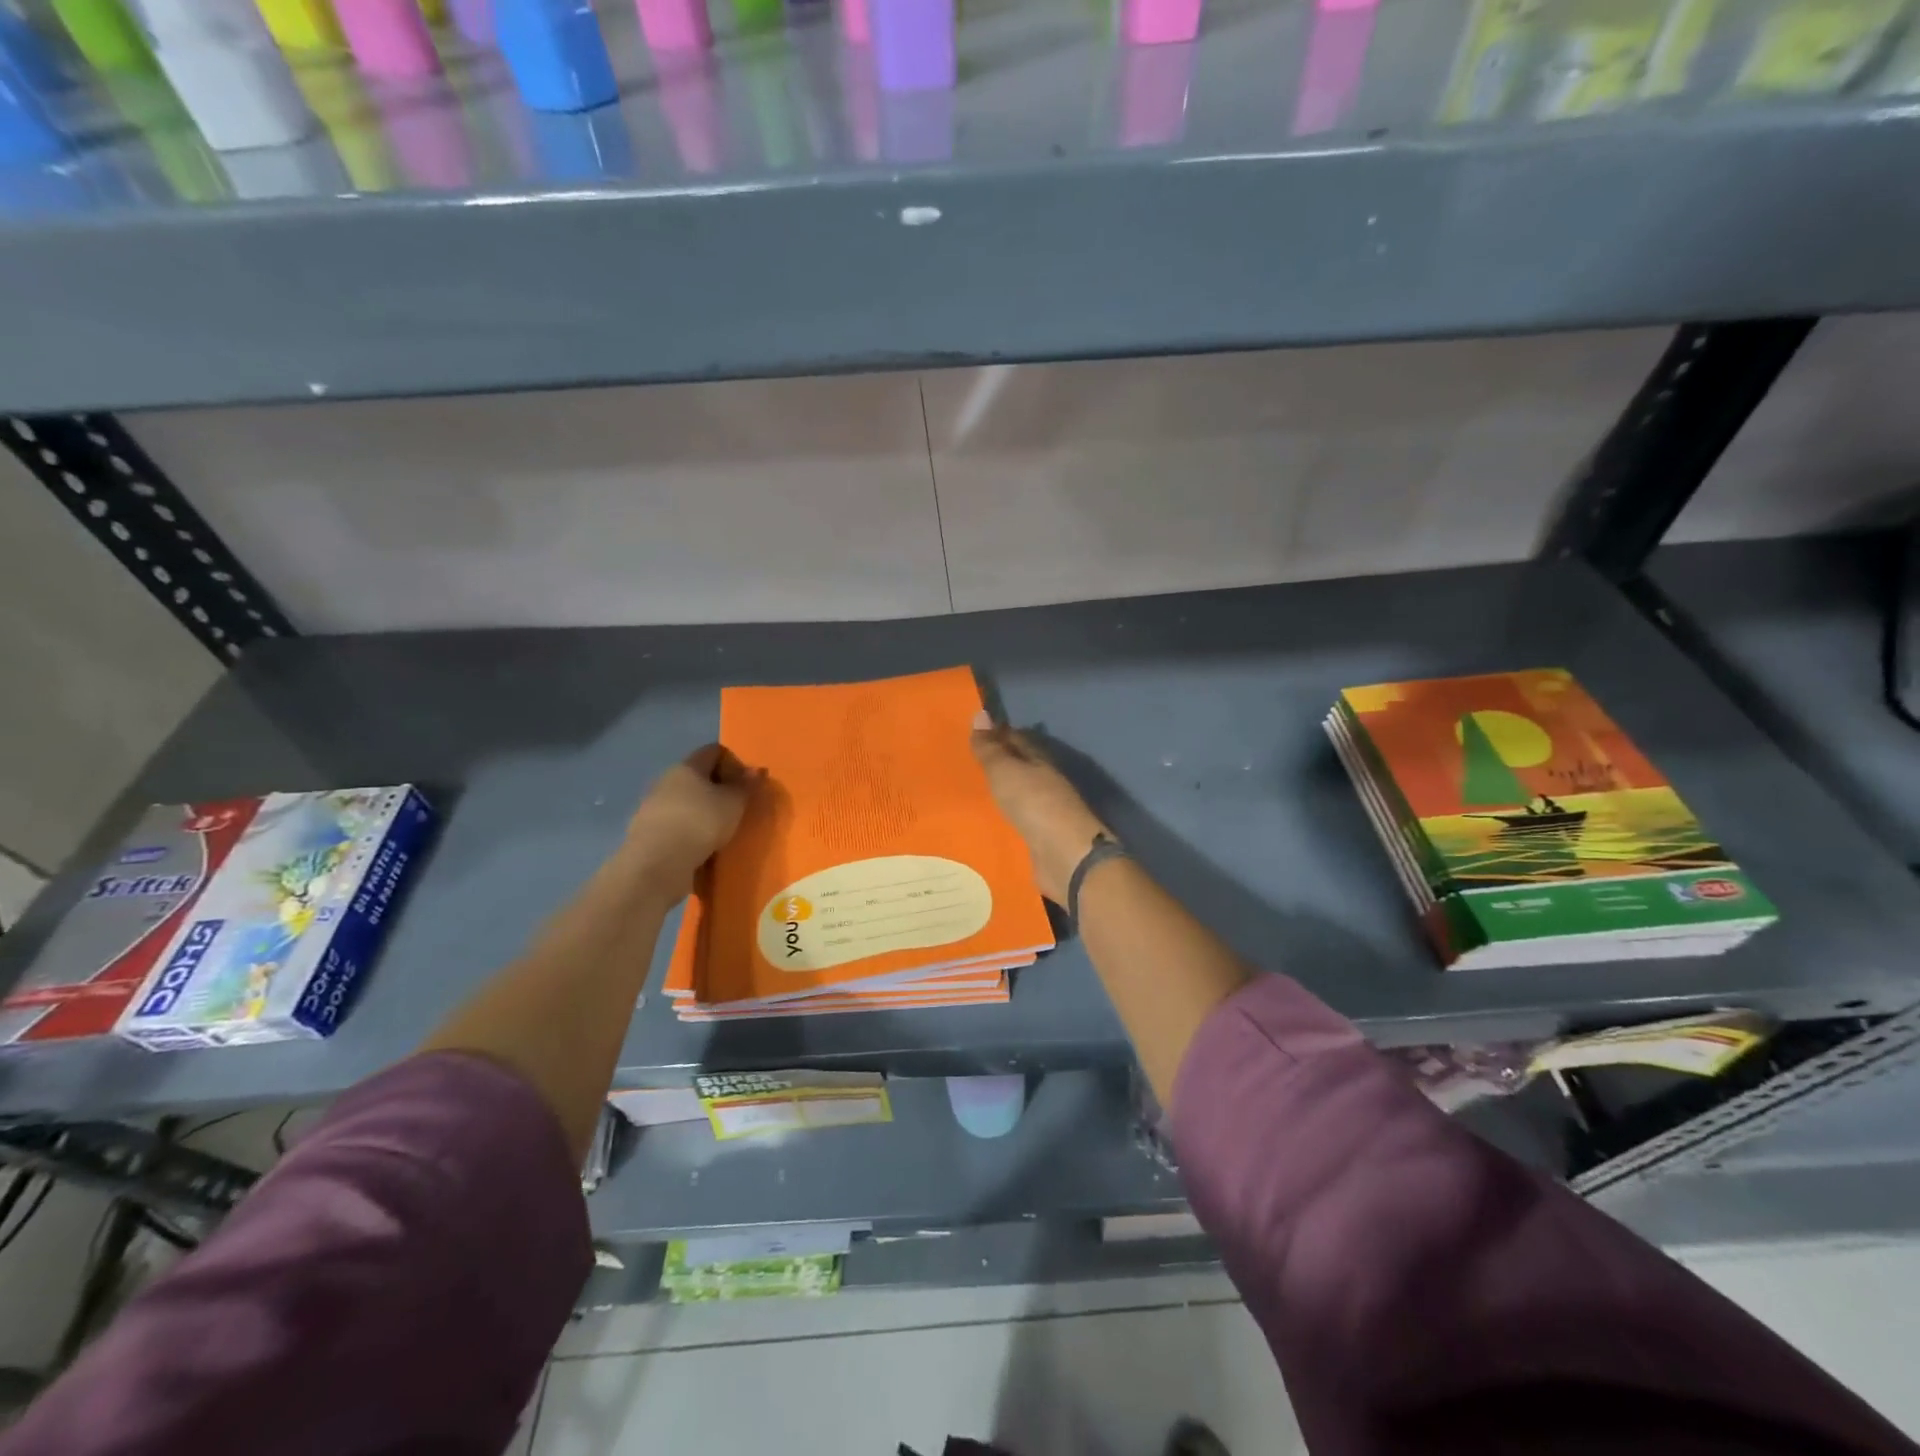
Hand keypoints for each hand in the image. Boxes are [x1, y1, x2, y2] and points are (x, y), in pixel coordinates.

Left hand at [623, 744, 753, 901]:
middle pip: (695, 775)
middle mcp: (666, 779)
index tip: (744, 780)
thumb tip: (755, 770)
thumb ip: (745, 786)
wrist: (657, 862)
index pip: (712, 751)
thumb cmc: (701, 822)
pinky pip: (672, 822)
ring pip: (681, 800)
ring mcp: (651, 805)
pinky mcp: (644, 831)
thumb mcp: (734, 803)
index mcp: (688, 766)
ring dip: (698, 809)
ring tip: (717, 828)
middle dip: (714, 787)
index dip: (731, 760)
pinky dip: (685, 828)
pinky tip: (697, 844)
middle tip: (734, 805)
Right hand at [970, 711, 1109, 904]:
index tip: (973, 731)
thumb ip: (990, 749)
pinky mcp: (1039, 840)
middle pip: (1018, 768)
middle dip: (996, 764)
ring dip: (998, 793)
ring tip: (967, 793)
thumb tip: (981, 713)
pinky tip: (983, 823)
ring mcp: (1044, 813)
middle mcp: (1044, 784)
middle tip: (964, 762)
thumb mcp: (1006, 772)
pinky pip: (1015, 823)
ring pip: (1016, 797)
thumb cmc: (1035, 805)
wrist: (1065, 857)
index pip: (1016, 739)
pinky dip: (1002, 820)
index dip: (997, 733)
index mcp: (1039, 761)